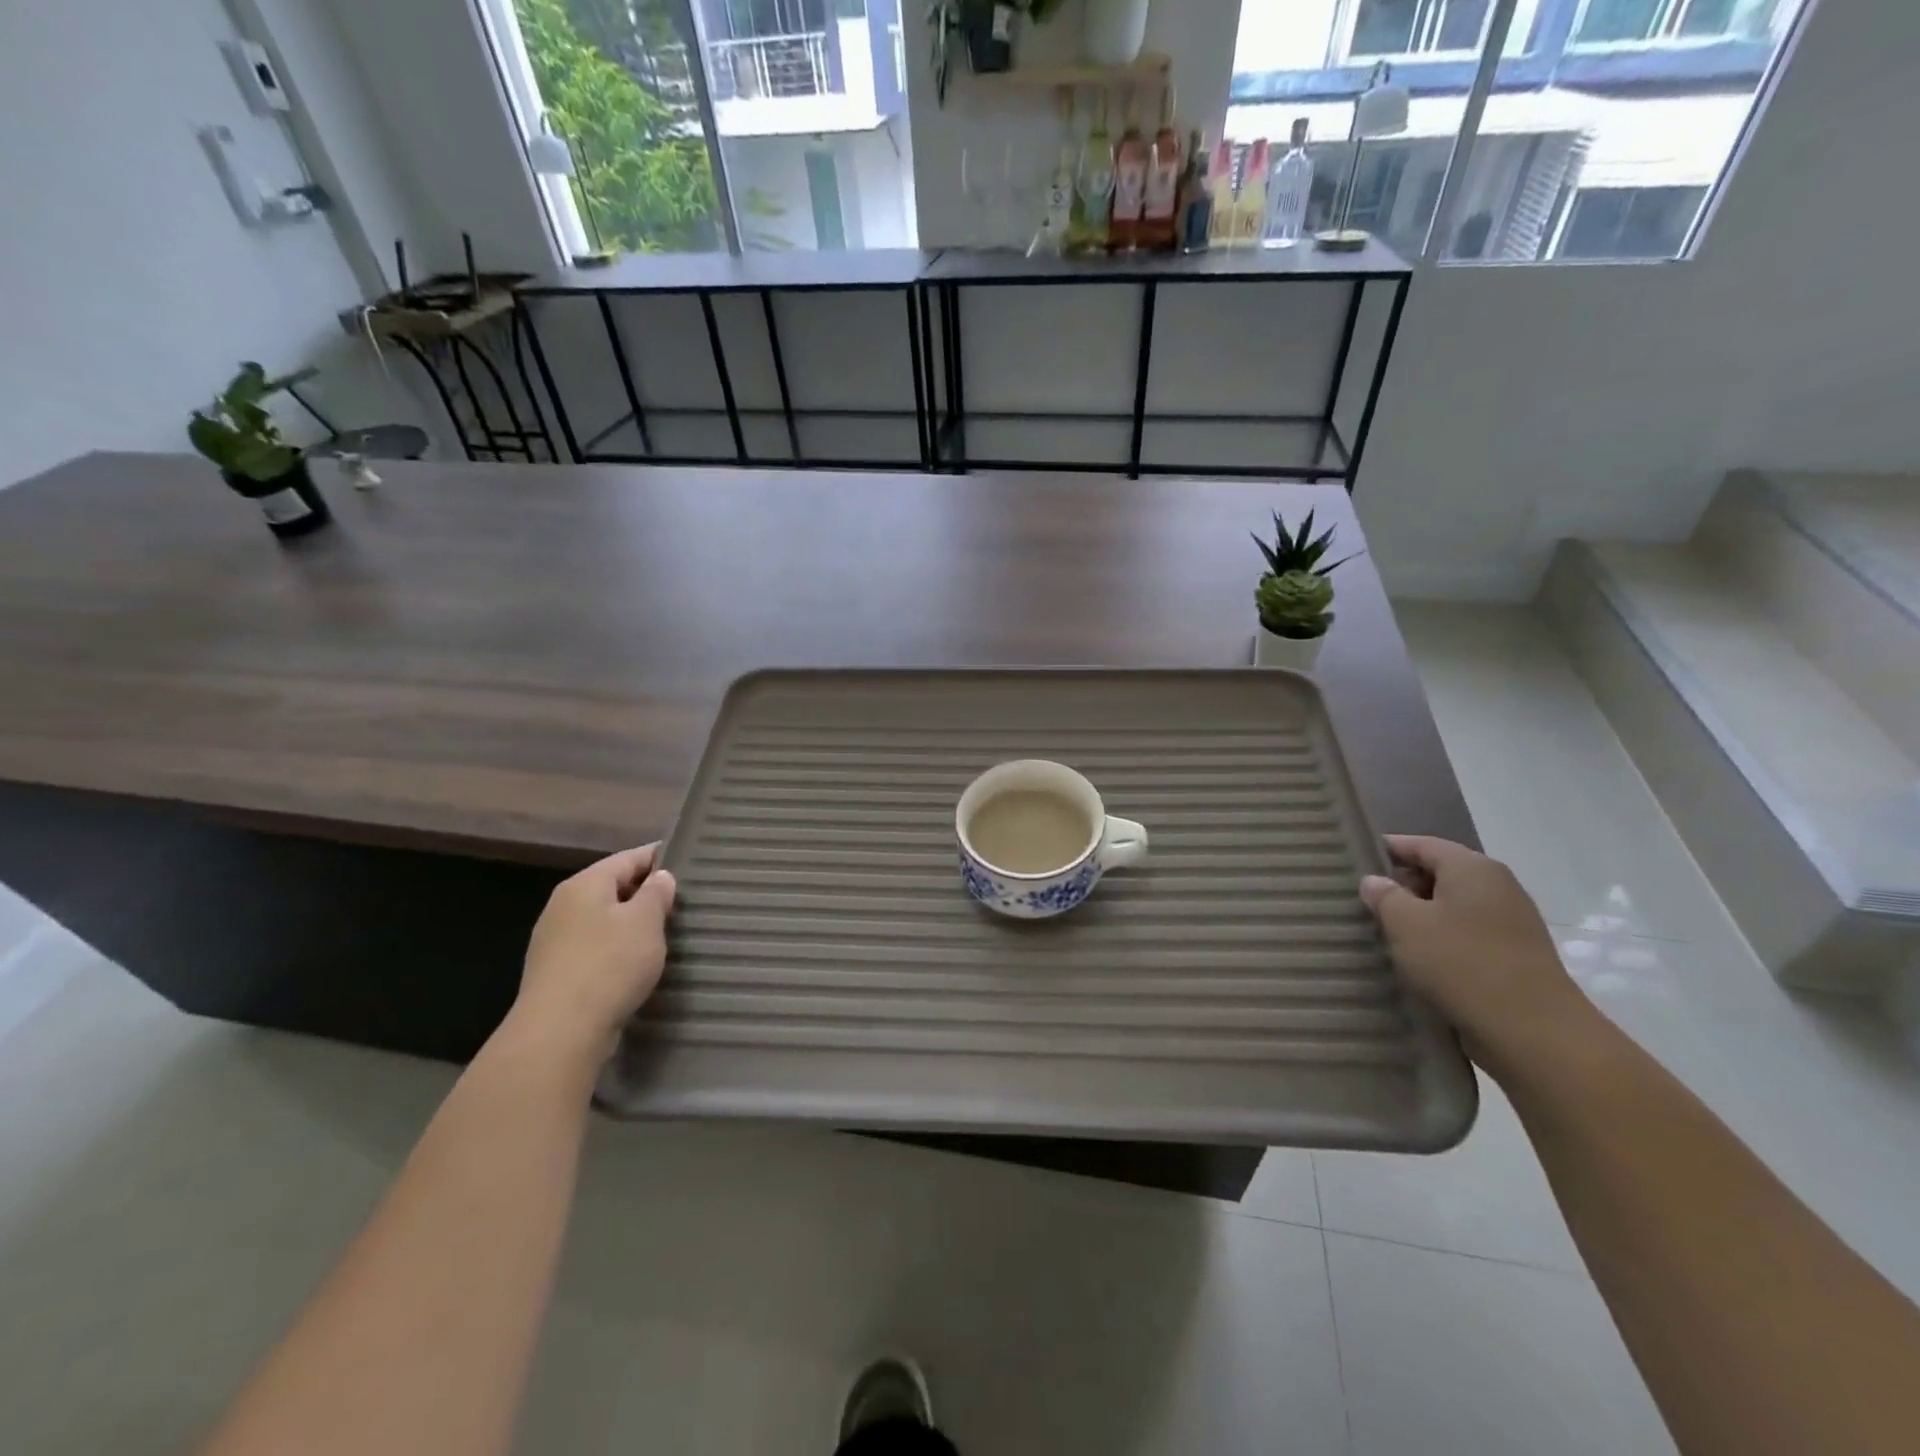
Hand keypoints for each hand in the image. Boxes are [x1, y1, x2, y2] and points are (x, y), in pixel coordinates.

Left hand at [512, 844, 676, 1060]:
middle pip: (613, 887)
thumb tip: (660, 877)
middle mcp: (563, 906)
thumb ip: (656, 893)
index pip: (628, 858)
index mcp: (584, 884)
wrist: (560, 1033)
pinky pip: (595, 948)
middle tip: (683, 902)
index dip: (660, 858)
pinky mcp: (556, 973)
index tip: (689, 862)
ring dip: (632, 924)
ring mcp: (555, 941)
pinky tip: (636, 964)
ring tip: (665, 934)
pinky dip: (617, 949)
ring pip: (604, 919)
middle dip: (646, 892)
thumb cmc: (609, 965)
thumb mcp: (645, 922)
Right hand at [1360, 835, 1596, 1070]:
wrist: (1532, 1031)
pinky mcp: (1516, 954)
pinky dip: (1443, 938)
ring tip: (1388, 932)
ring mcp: (1512, 921)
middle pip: (1440, 872)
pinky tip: (1420, 959)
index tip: (1355, 860)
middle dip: (1403, 884)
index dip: (1388, 849)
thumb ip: (1385, 896)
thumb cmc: (1461, 963)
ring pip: (1454, 905)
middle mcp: (1497, 885)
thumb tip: (1375, 881)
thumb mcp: (1406, 924)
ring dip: (1422, 915)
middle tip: (1366, 902)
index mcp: (1472, 868)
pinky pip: (1468, 933)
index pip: (1421, 844)